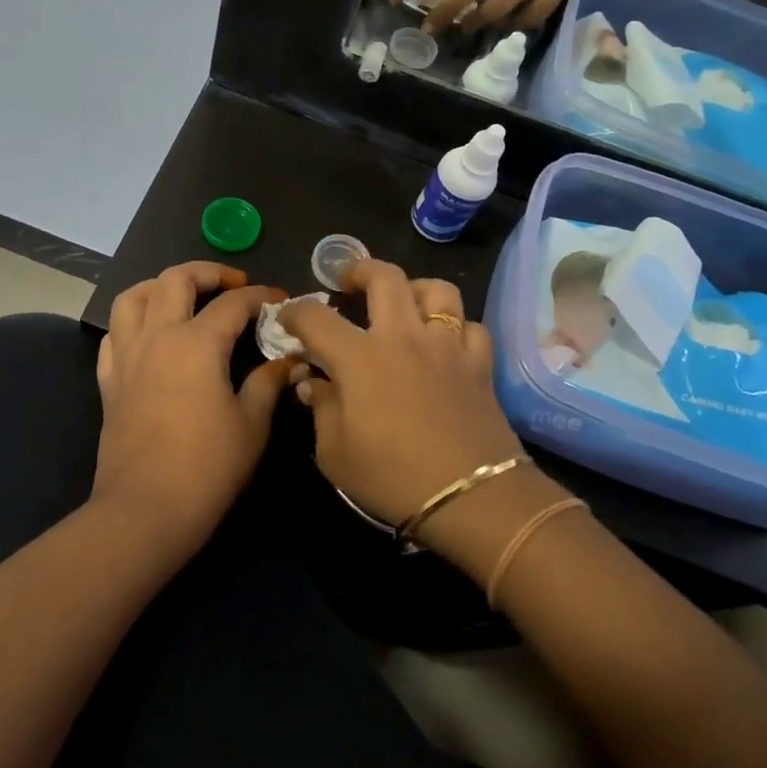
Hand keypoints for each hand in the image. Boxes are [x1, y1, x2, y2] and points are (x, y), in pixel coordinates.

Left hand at [94, 262, 293, 563]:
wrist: (145, 510)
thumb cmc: (207, 467)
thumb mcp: (251, 424)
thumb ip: (268, 383)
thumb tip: (289, 360)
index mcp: (197, 343)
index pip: (233, 304)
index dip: (260, 296)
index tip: (279, 300)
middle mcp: (158, 336)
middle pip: (175, 280)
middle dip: (207, 272)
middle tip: (232, 285)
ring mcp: (127, 356)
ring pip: (133, 297)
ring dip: (160, 286)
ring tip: (183, 296)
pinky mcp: (109, 380)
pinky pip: (114, 334)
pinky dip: (132, 322)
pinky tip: (149, 334)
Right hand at [276, 261, 526, 537]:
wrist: (472, 498)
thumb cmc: (393, 477)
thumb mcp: (335, 454)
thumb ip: (321, 409)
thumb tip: (313, 382)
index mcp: (360, 357)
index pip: (316, 317)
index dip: (295, 312)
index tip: (287, 319)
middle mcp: (403, 337)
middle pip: (384, 277)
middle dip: (360, 270)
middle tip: (348, 283)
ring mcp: (446, 346)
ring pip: (437, 290)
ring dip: (415, 288)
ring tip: (404, 302)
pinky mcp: (479, 364)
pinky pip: (471, 327)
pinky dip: (456, 328)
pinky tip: (446, 343)